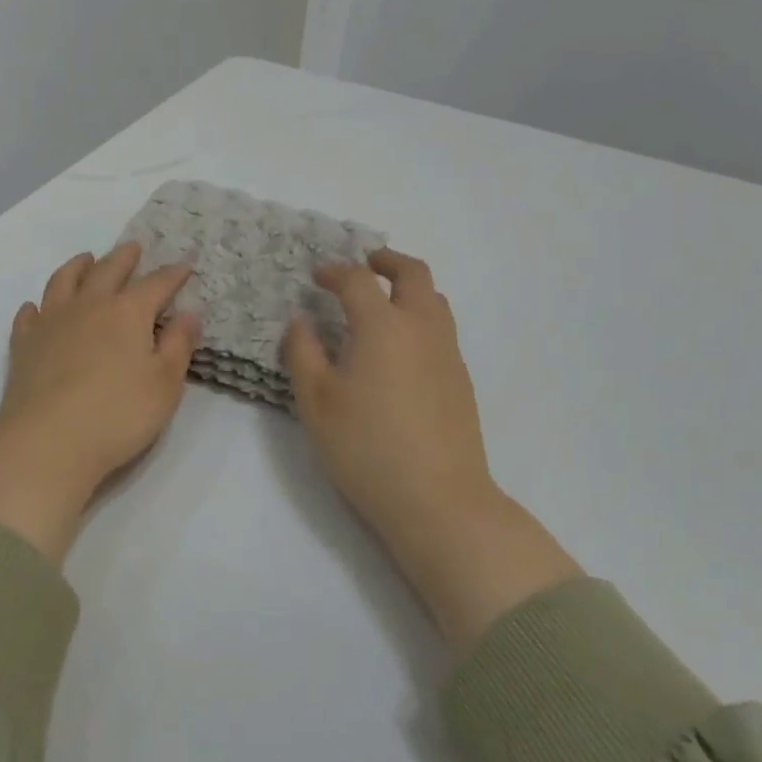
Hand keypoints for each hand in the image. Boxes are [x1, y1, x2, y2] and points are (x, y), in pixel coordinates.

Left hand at [0, 243, 200, 561]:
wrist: (46, 442)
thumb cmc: (117, 414)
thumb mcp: (165, 383)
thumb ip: (179, 345)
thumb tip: (190, 312)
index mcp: (127, 312)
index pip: (156, 284)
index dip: (173, 274)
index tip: (184, 266)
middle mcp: (88, 306)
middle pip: (108, 270)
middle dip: (124, 257)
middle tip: (133, 248)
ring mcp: (51, 322)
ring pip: (64, 281)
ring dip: (78, 266)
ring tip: (86, 259)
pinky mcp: (23, 345)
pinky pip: (29, 315)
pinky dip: (36, 306)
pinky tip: (36, 308)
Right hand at [284, 250, 580, 651]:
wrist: (438, 500)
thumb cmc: (365, 447)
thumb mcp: (316, 401)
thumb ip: (303, 352)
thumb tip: (301, 320)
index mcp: (383, 325)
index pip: (358, 280)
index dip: (335, 271)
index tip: (317, 276)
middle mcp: (421, 327)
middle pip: (413, 273)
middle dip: (387, 261)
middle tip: (366, 263)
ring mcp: (447, 353)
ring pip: (435, 300)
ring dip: (409, 288)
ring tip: (384, 302)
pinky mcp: (461, 379)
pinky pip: (442, 329)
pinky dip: (421, 317)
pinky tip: (402, 348)